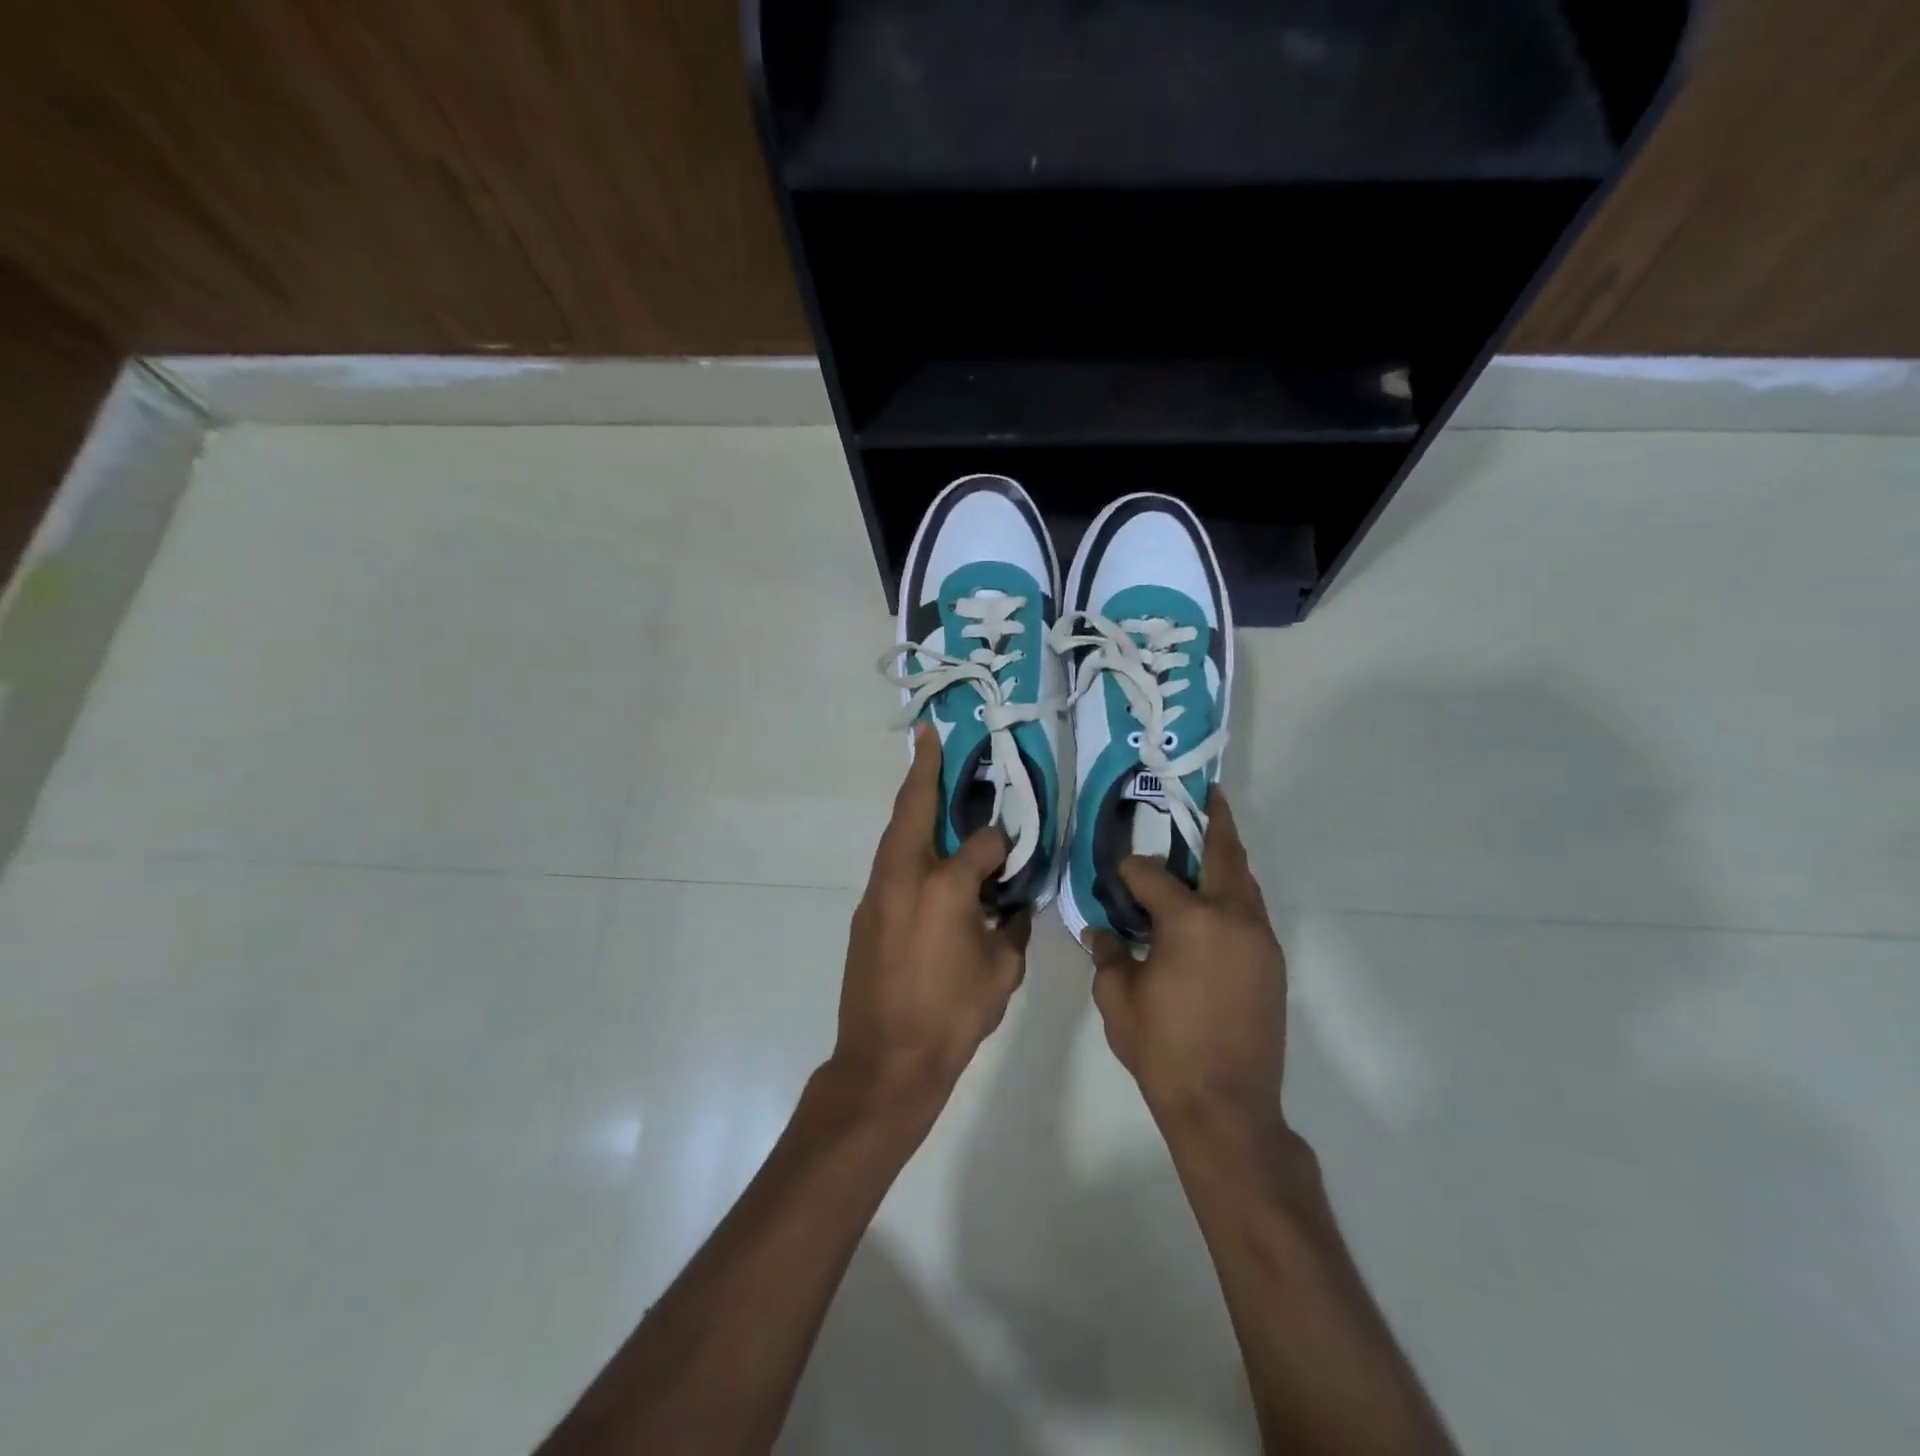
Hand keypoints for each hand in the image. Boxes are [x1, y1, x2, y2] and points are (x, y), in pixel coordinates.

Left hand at [833, 722, 1030, 1110]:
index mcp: (946, 887)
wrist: (885, 1061)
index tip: (1014, 855)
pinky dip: (906, 846)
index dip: (1004, 845)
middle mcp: (906, 877)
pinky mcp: (865, 913)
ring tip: (927, 781)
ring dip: (911, 806)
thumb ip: (1010, 926)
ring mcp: (878, 893)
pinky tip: (923, 854)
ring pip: (896, 835)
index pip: (984, 844)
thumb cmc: (952, 1017)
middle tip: (930, 737)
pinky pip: (890, 865)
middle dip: (924, 770)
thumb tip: (1010, 903)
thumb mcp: (1002, 972)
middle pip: (914, 810)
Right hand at [1087, 788, 1287, 1127]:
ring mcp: (1260, 940)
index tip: (1114, 872)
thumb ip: (1107, 954)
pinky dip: (1232, 893)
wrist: (1227, 1107)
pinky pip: (1251, 911)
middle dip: (1213, 821)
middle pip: (1224, 855)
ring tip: (1206, 842)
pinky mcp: (1272, 963)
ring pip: (1244, 882)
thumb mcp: (1118, 999)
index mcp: (1190, 921)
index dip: (1128, 869)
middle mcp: (1233, 918)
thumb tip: (1101, 930)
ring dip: (1226, 858)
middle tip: (1204, 795)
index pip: (1151, 874)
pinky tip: (1212, 903)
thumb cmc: (1164, 1050)